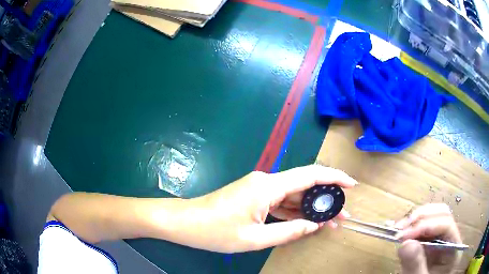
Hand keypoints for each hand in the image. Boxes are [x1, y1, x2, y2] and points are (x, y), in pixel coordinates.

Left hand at [181, 165, 356, 252]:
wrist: (186, 222)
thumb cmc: (216, 231)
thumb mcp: (255, 238)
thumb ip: (289, 231)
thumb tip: (314, 225)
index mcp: (268, 187)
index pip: (310, 175)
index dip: (334, 177)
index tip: (351, 185)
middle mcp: (266, 181)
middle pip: (304, 186)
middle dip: (325, 200)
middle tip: (342, 215)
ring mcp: (260, 188)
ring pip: (293, 195)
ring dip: (310, 208)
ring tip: (330, 222)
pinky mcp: (254, 196)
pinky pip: (280, 202)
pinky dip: (294, 211)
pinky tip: (307, 221)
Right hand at [394, 204, 461, 273]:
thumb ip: (416, 266)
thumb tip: (405, 243)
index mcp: (455, 246)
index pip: (446, 225)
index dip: (426, 226)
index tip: (404, 235)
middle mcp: (452, 237)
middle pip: (442, 215)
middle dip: (421, 218)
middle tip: (400, 228)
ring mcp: (443, 239)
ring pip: (434, 217)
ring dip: (416, 220)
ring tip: (399, 229)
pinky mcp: (433, 243)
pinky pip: (426, 228)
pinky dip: (414, 228)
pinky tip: (404, 233)